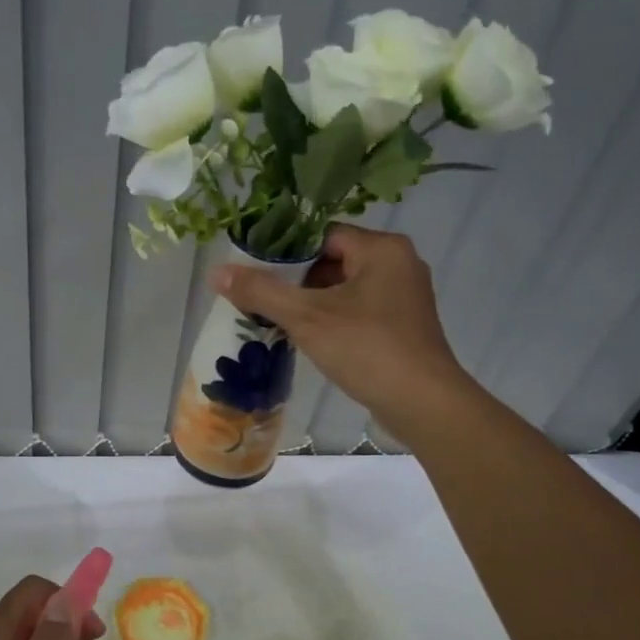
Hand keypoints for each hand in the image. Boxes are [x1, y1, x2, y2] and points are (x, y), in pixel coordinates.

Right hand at [213, 224, 473, 440]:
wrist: (423, 404)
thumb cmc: (367, 348)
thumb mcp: (306, 317)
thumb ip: (261, 291)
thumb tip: (216, 272)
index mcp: (382, 249)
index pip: (322, 235)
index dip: (285, 252)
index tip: (255, 273)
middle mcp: (398, 263)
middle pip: (333, 260)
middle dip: (296, 281)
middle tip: (261, 299)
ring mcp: (404, 296)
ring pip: (345, 288)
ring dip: (312, 303)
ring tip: (276, 320)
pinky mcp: (404, 325)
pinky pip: (359, 310)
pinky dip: (333, 320)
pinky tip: (308, 339)